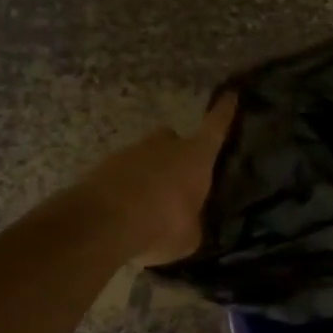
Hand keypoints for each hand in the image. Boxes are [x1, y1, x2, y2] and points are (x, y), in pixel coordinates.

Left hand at [73, 96, 236, 262]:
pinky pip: (121, 173)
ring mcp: (131, 152)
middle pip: (174, 138)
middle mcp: (166, 145)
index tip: (230, 95)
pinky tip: (124, 211)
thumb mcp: (189, 237)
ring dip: (148, 173)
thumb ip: (193, 225)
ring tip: (147, 203)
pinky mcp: (102, 166)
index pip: (216, 126)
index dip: (225, 112)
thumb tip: (191, 224)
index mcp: (196, 156)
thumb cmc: (161, 224)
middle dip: (176, 152)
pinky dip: (125, 187)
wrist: (101, 224)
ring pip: (146, 156)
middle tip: (177, 176)